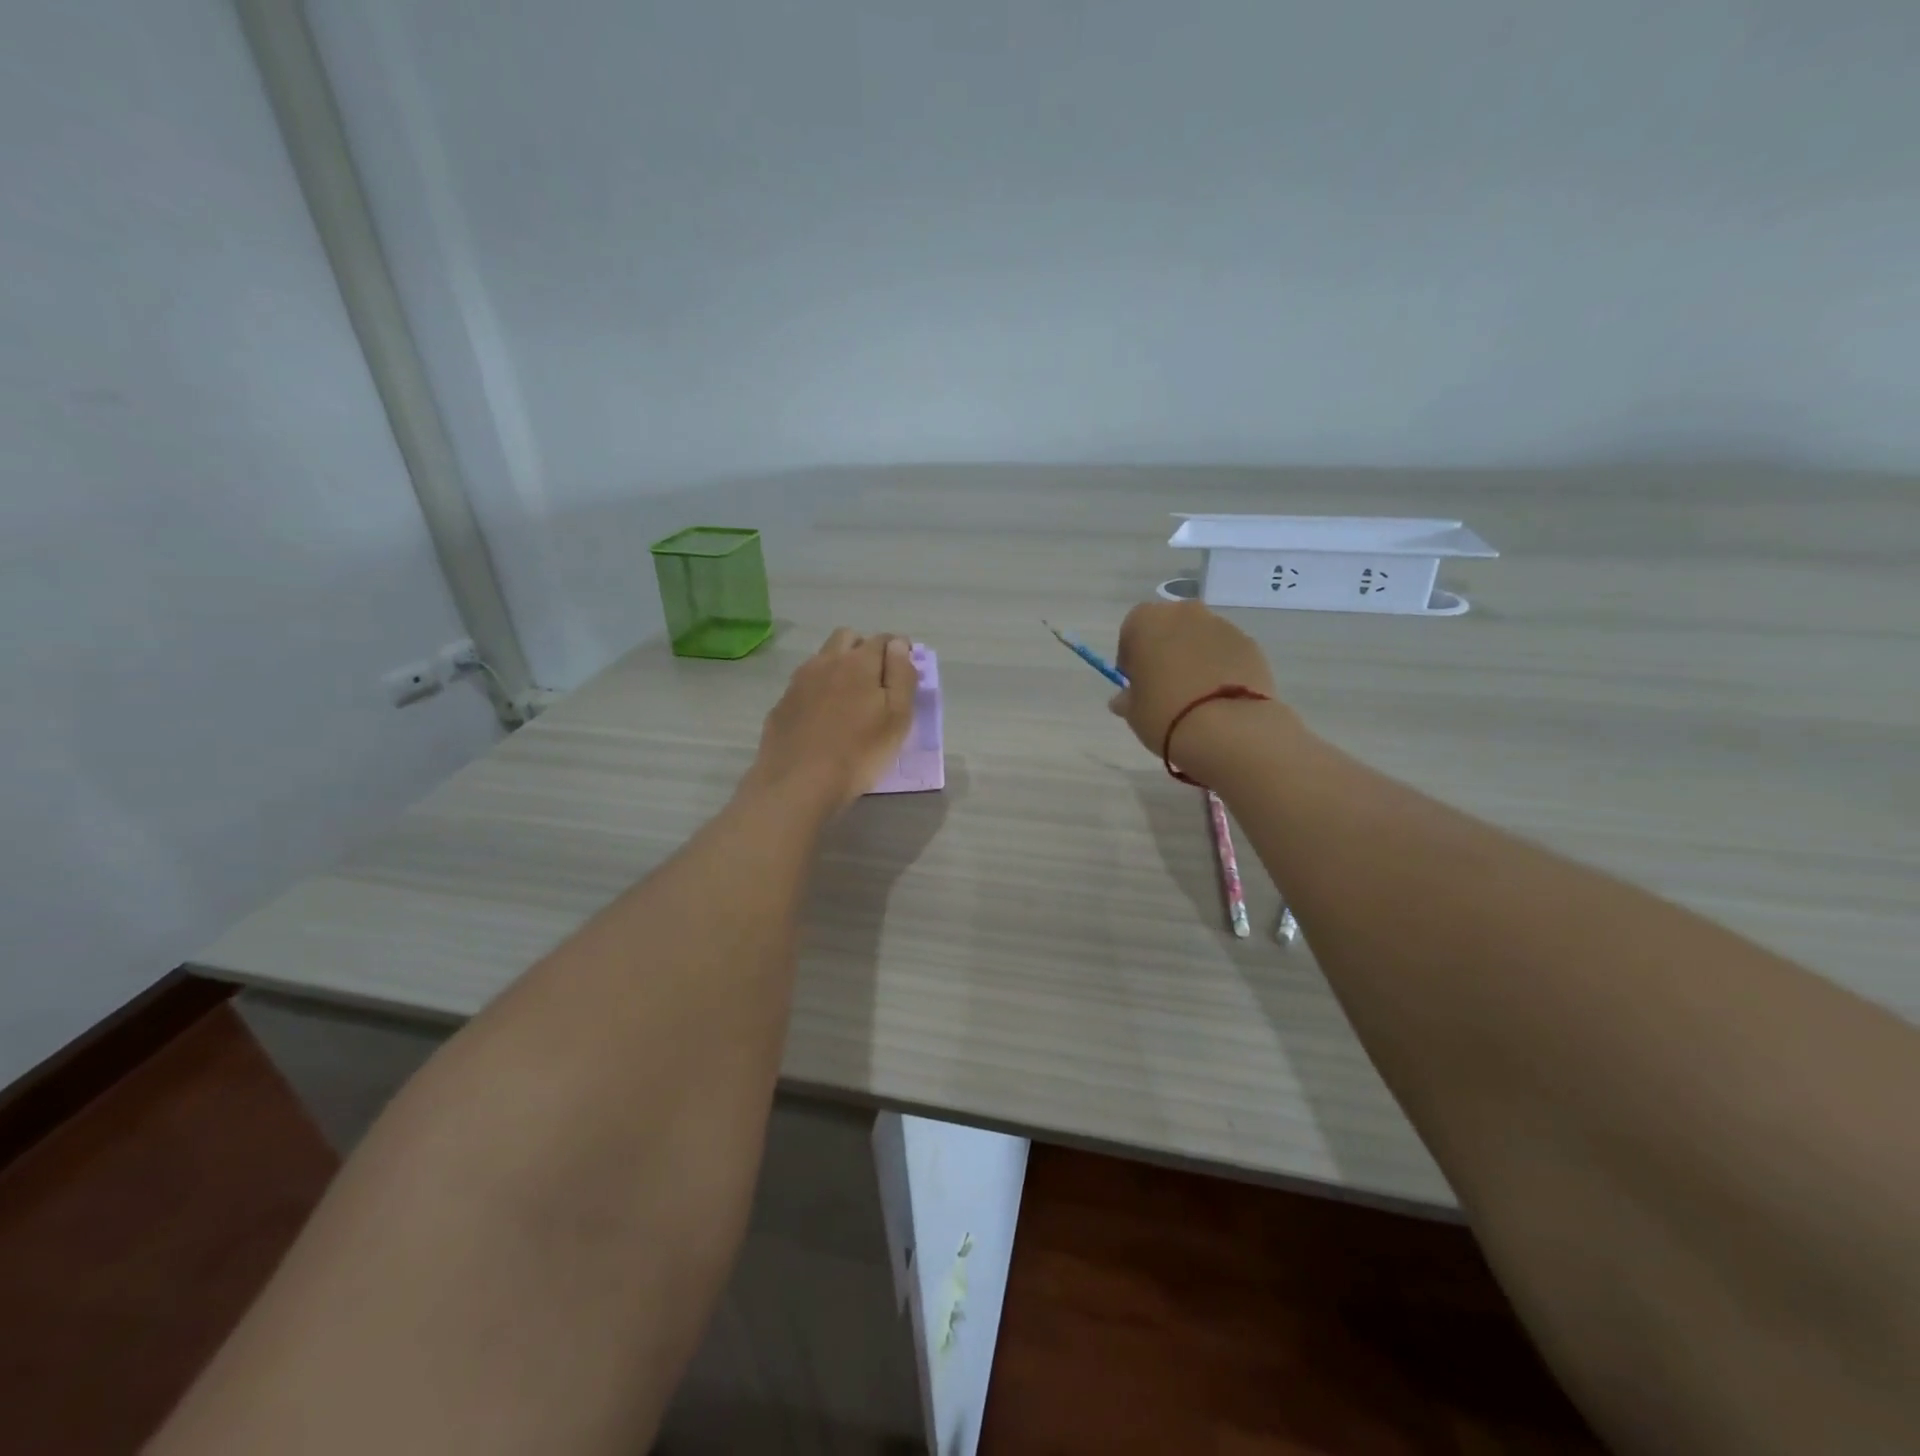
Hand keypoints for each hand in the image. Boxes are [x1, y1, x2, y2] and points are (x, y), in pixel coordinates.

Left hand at [747, 629, 916, 813]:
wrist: (798, 784)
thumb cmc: (859, 752)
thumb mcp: (897, 718)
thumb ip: (901, 676)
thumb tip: (898, 645)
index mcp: (858, 662)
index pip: (883, 639)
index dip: (898, 649)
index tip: (905, 669)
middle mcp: (825, 662)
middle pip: (847, 638)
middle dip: (864, 648)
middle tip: (877, 680)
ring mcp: (798, 682)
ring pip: (823, 659)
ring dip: (839, 667)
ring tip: (849, 701)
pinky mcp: (782, 704)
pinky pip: (805, 685)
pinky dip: (818, 691)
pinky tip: (823, 720)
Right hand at [1109, 601, 1282, 773]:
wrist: (1227, 728)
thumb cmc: (1165, 713)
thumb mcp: (1133, 711)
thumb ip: (1127, 698)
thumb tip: (1125, 698)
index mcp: (1147, 621)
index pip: (1131, 631)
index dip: (1131, 657)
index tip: (1135, 682)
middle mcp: (1185, 613)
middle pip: (1169, 628)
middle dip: (1165, 650)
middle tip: (1165, 685)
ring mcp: (1222, 625)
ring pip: (1200, 638)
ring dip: (1195, 657)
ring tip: (1196, 695)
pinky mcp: (1250, 644)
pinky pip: (1226, 652)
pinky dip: (1221, 667)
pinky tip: (1219, 697)